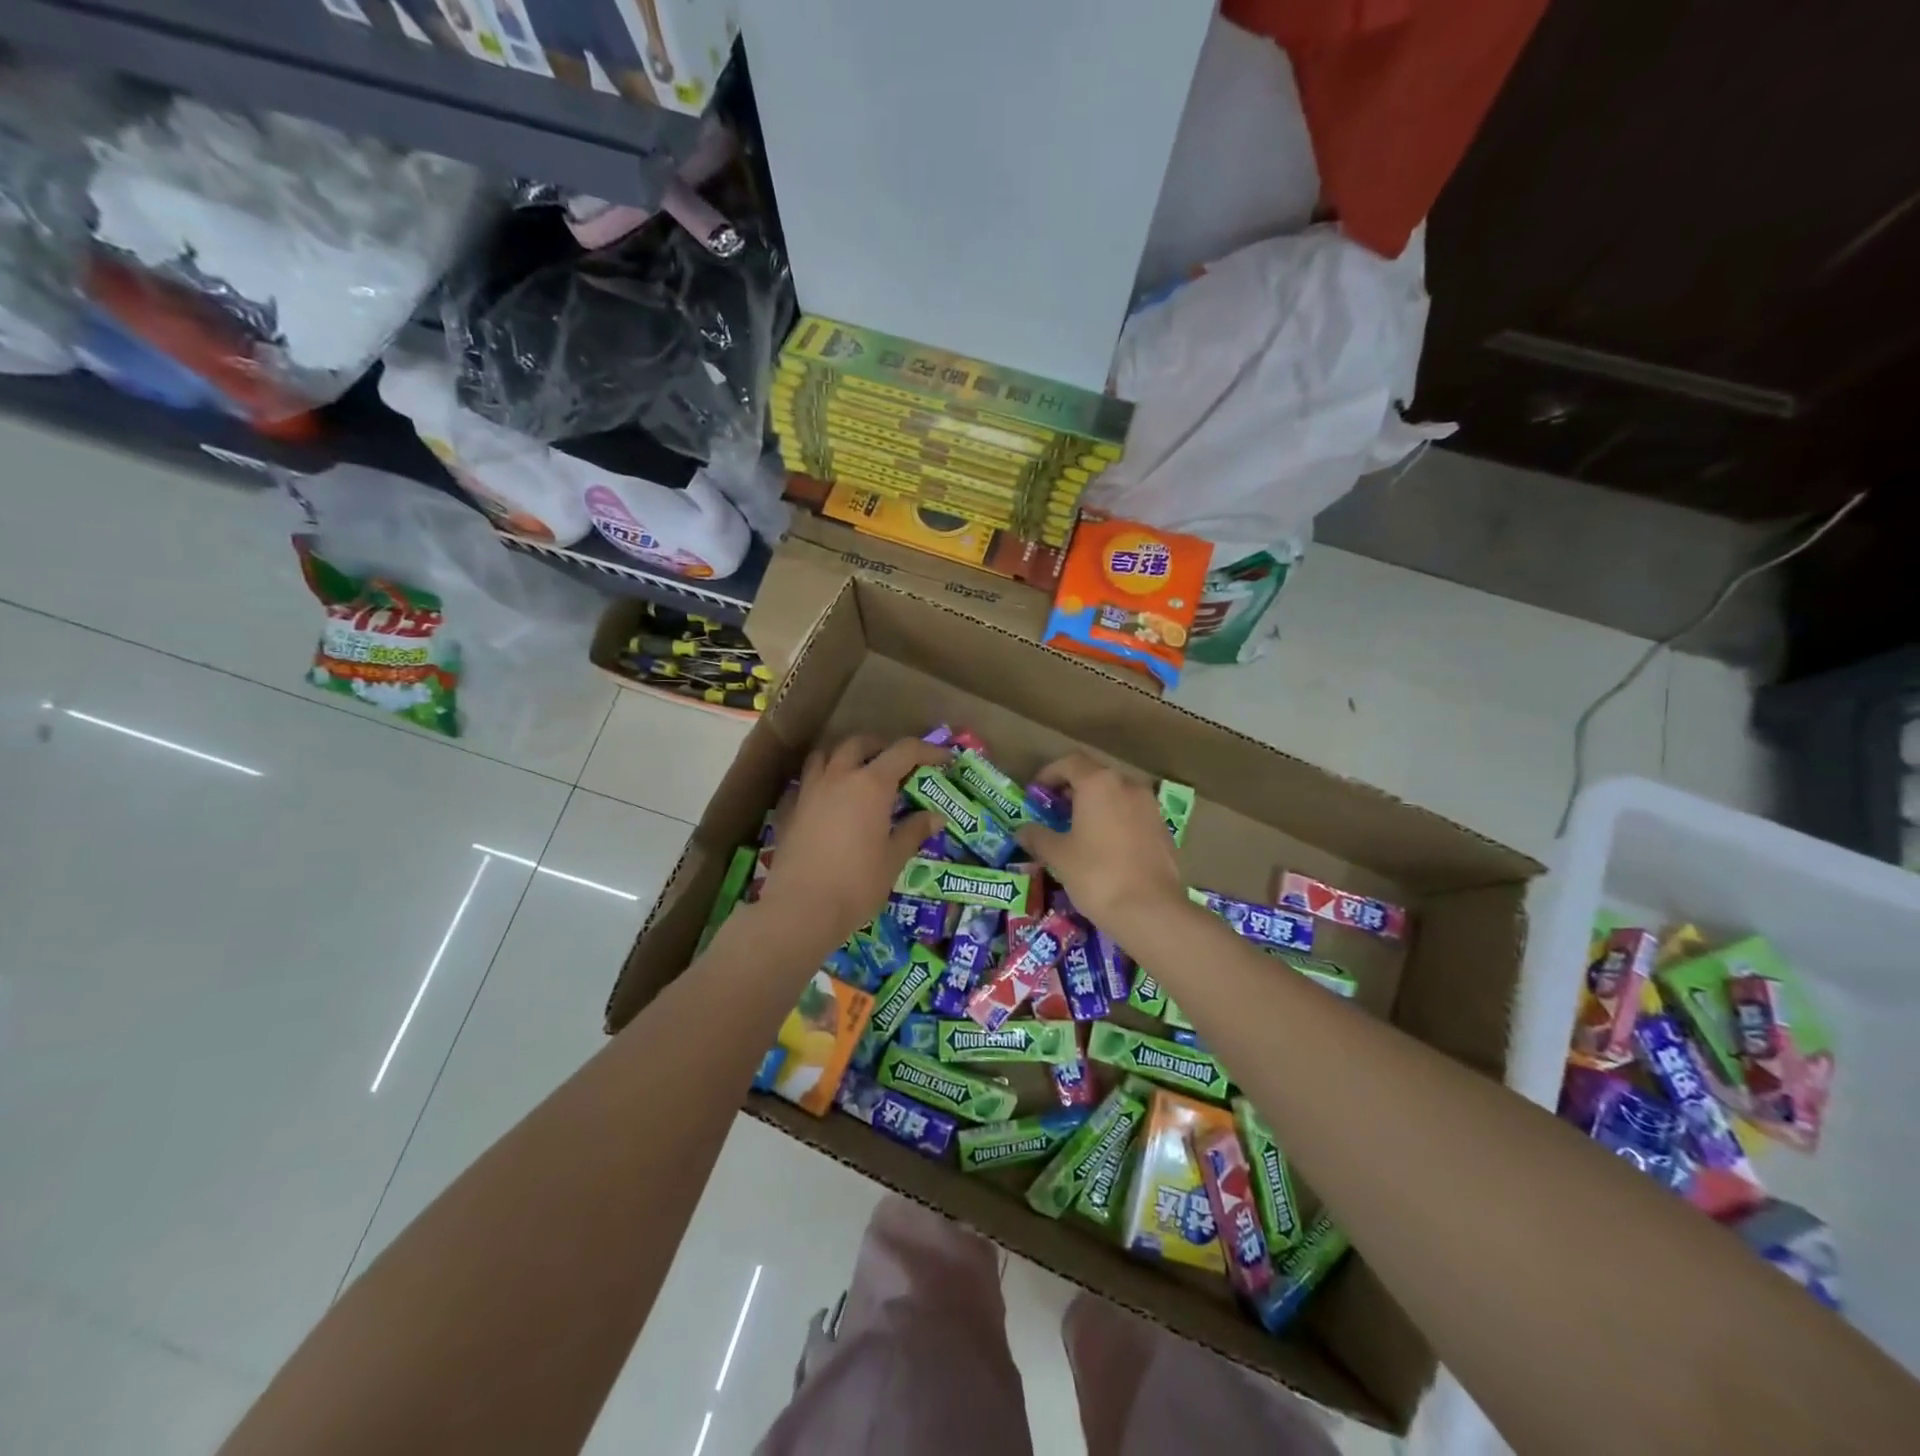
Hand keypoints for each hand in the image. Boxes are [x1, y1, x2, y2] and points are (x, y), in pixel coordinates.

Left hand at [757, 734, 946, 951]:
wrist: (800, 909)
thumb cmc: (856, 884)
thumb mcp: (893, 860)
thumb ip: (913, 832)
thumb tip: (936, 816)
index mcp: (871, 785)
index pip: (904, 752)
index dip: (928, 751)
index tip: (945, 758)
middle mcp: (839, 777)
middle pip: (859, 743)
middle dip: (882, 747)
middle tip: (898, 764)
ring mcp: (809, 791)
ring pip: (826, 754)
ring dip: (846, 755)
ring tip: (859, 772)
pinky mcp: (790, 810)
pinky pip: (806, 780)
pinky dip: (821, 779)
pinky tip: (828, 799)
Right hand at [1016, 753, 1185, 931]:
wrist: (1150, 910)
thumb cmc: (1096, 874)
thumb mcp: (1058, 856)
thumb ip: (1038, 837)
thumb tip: (1023, 830)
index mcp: (1099, 783)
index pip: (1070, 762)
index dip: (1050, 773)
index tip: (1037, 793)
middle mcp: (1128, 786)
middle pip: (1096, 776)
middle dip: (1073, 789)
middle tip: (1055, 811)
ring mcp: (1150, 807)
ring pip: (1117, 795)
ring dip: (1097, 805)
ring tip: (1080, 830)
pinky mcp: (1163, 830)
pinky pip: (1133, 815)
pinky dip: (1116, 821)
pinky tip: (1106, 848)